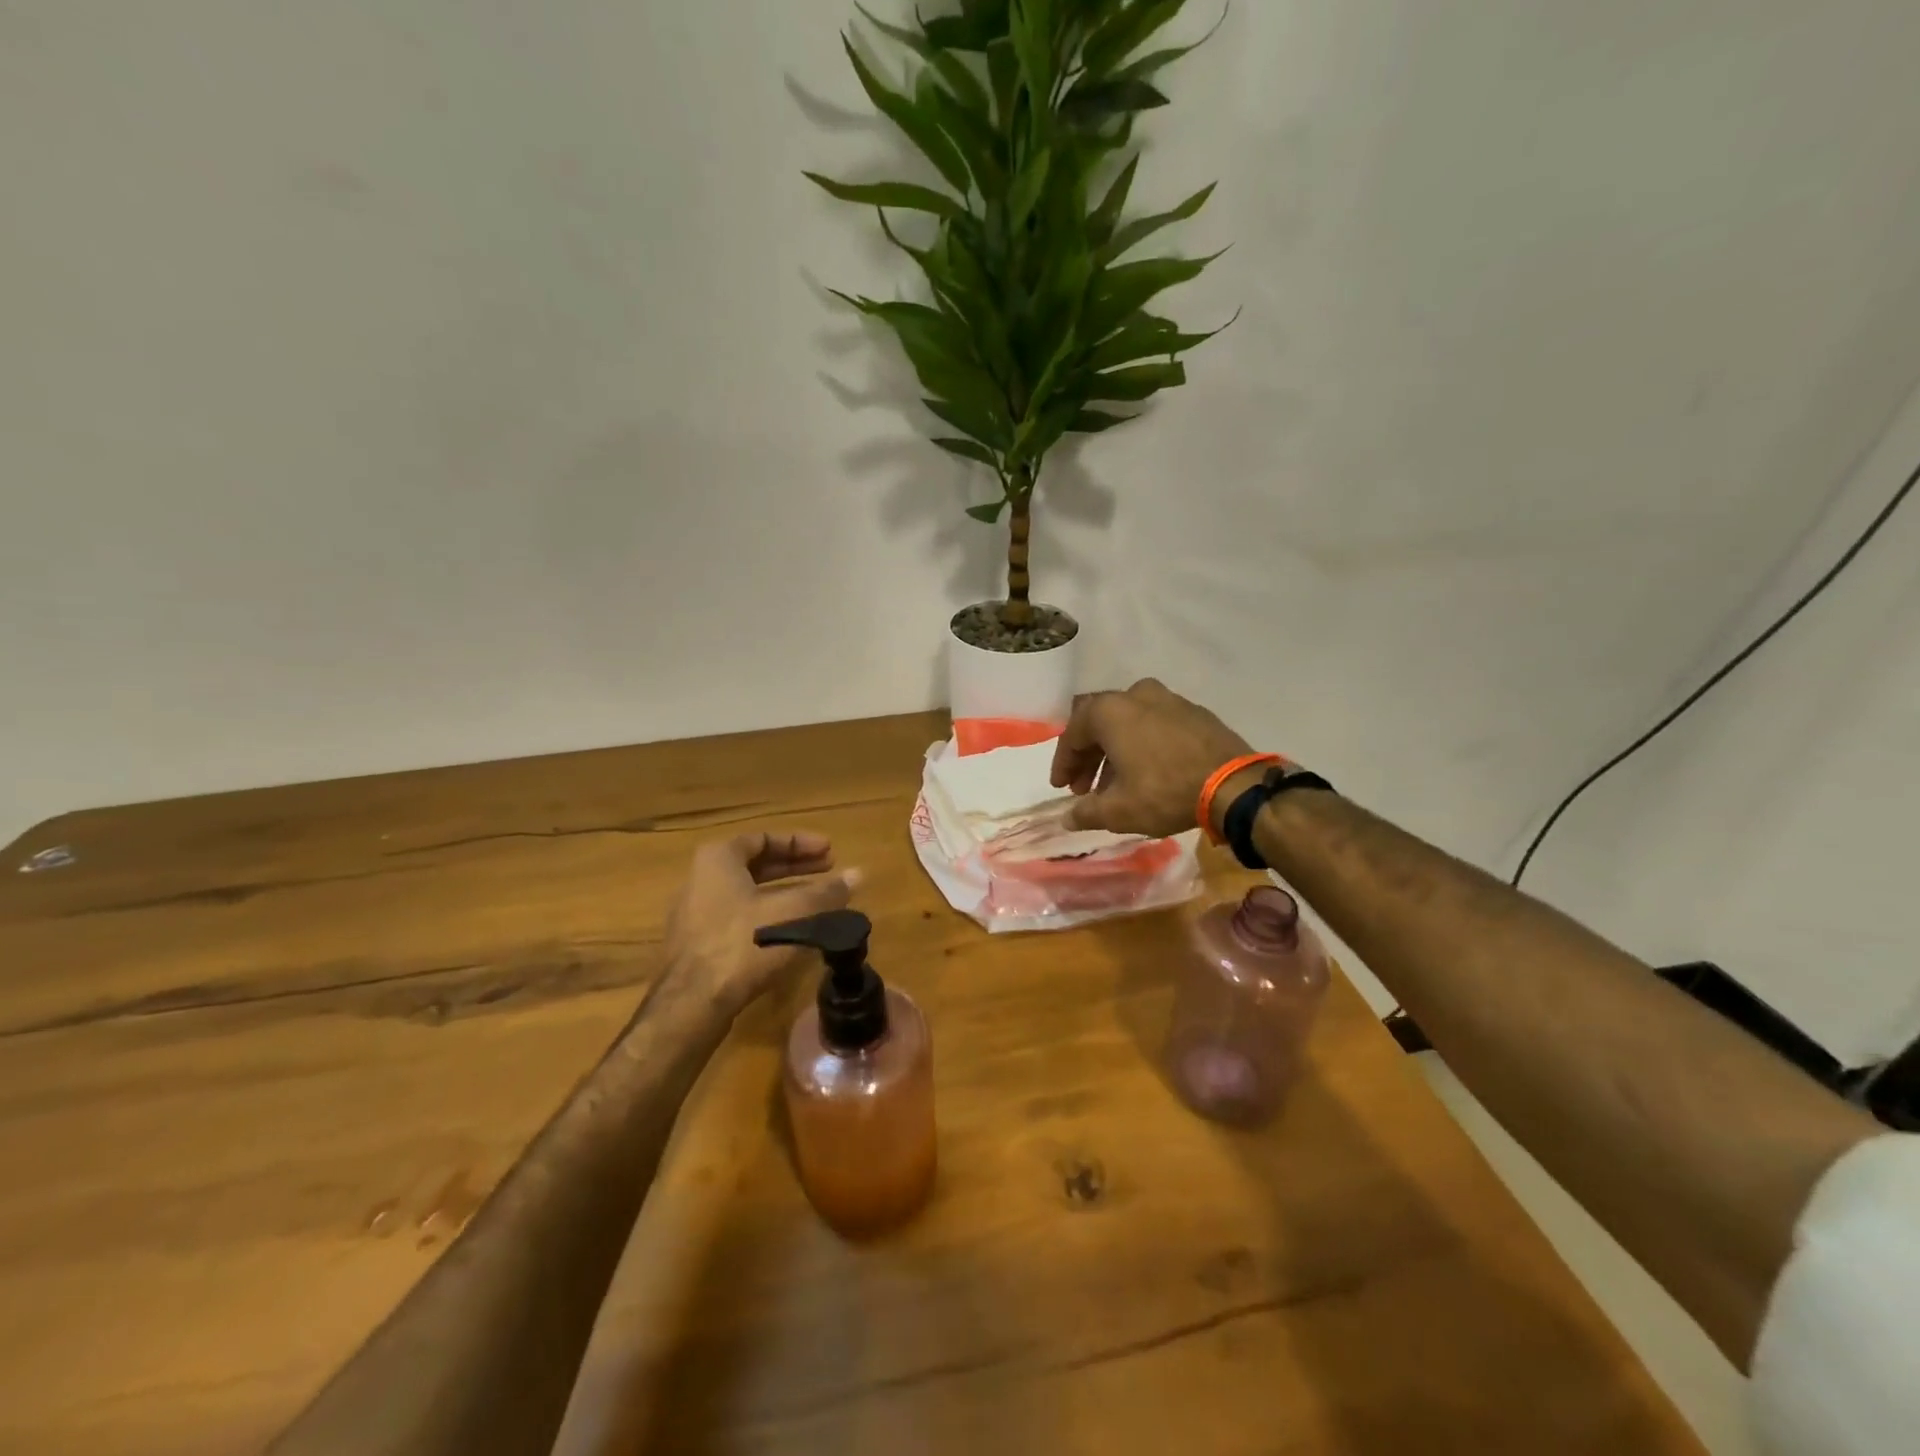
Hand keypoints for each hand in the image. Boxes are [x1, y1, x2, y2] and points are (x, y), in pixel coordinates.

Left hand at [661, 832, 861, 1010]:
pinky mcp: (699, 945)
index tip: (830, 851)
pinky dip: (768, 916)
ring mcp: (696, 914)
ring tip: (817, 900)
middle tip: (829, 869)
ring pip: (748, 893)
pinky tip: (791, 932)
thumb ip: (827, 892)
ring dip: (785, 893)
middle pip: (756, 864)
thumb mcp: (795, 913)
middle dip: (795, 866)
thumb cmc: (744, 944)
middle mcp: (701, 879)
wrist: (691, 1005)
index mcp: (719, 859)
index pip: (765, 838)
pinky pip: (739, 918)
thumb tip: (858, 874)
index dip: (801, 843)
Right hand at [1050, 679, 1254, 836]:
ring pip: (1128, 723)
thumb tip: (1067, 818)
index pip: (1072, 735)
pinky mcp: (1193, 711)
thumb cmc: (1164, 791)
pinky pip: (1154, 723)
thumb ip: (1085, 812)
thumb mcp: (1118, 810)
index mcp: (1109, 711)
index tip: (1061, 788)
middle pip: (1099, 724)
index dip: (1063, 764)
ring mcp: (1167, 698)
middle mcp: (1135, 694)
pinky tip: (1147, 771)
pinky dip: (1142, 744)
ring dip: (1115, 751)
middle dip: (1088, 757)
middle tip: (1084, 788)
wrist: (1234, 784)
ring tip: (1115, 784)